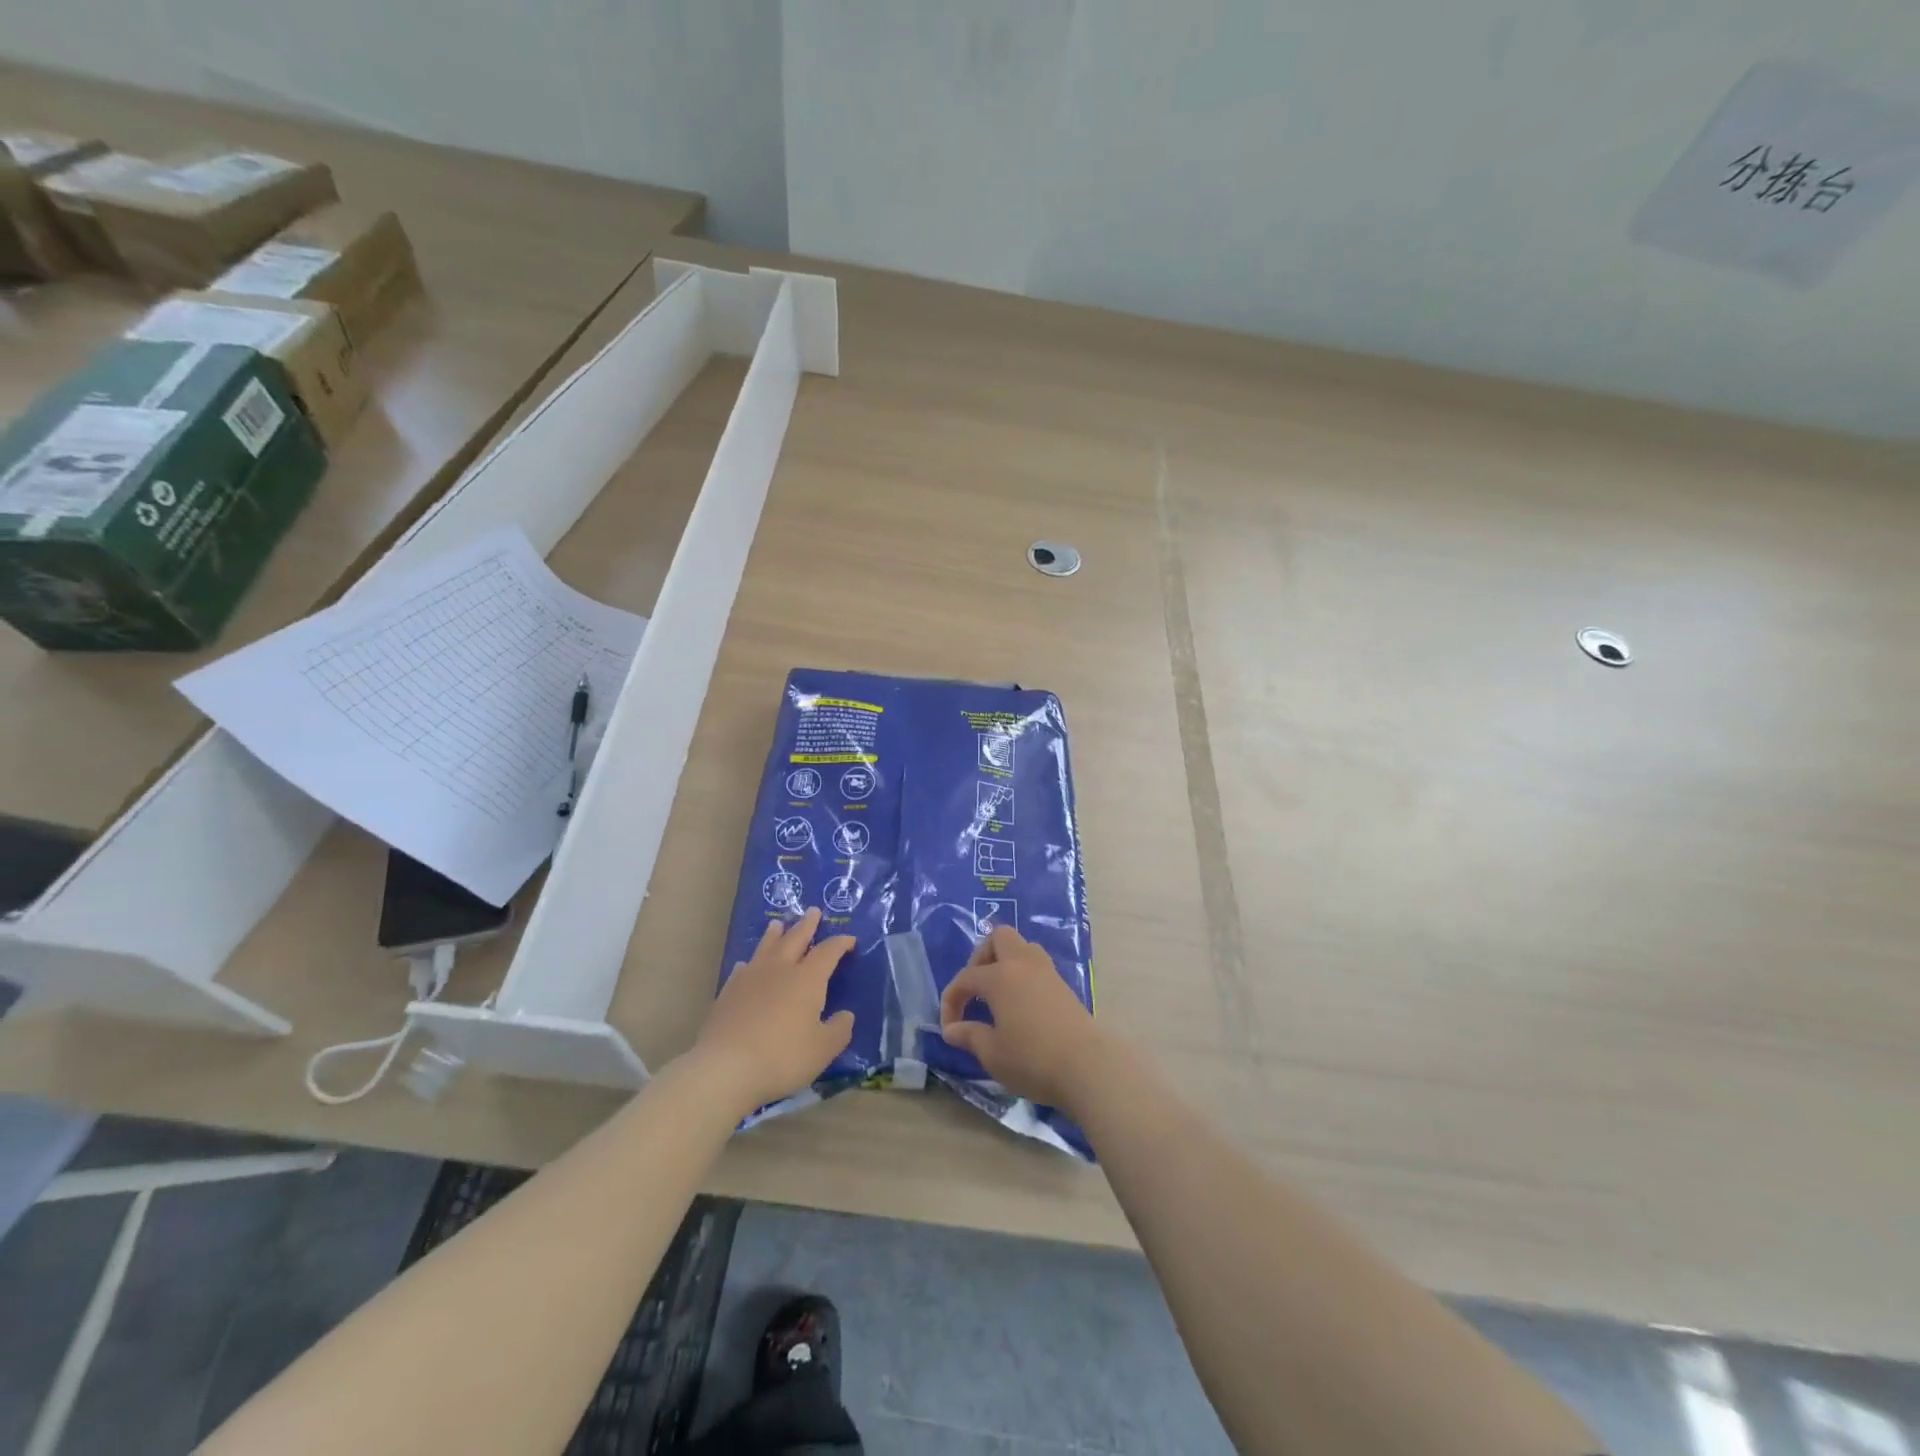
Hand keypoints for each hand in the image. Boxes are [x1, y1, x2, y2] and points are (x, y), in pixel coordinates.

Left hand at [693, 908, 855, 1117]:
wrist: (726, 1068)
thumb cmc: (783, 1057)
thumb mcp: (823, 1049)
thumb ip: (838, 1030)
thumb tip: (846, 1015)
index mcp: (807, 979)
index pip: (828, 952)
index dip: (840, 944)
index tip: (850, 940)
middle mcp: (780, 970)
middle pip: (795, 939)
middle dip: (807, 925)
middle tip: (813, 911)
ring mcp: (750, 979)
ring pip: (766, 948)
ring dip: (775, 935)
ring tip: (778, 924)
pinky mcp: (728, 993)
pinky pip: (742, 969)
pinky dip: (750, 963)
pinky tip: (746, 965)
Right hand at [939, 925, 1104, 1109]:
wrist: (1087, 1066)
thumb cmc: (1032, 1059)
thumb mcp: (992, 1053)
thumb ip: (969, 1036)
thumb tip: (952, 1029)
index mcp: (1000, 976)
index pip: (966, 978)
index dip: (951, 1000)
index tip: (950, 1028)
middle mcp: (1023, 964)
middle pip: (999, 938)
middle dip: (981, 957)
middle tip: (976, 989)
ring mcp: (1047, 972)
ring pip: (1023, 948)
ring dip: (1006, 962)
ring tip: (998, 994)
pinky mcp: (1064, 986)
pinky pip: (1037, 966)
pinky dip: (1024, 976)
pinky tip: (1021, 1005)